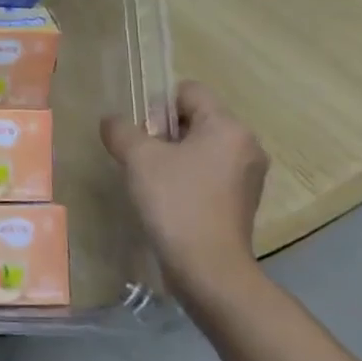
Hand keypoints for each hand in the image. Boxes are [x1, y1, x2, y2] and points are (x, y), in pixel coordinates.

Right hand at [101, 80, 267, 304]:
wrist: (208, 269)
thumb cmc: (176, 202)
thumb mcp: (138, 158)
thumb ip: (121, 130)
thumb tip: (112, 122)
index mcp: (228, 127)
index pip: (189, 92)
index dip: (158, 105)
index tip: (143, 135)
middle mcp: (246, 145)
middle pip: (196, 119)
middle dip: (164, 132)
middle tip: (143, 159)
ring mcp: (249, 176)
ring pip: (202, 147)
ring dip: (175, 156)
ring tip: (153, 181)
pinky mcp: (243, 202)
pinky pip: (210, 173)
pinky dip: (189, 178)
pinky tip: (170, 200)